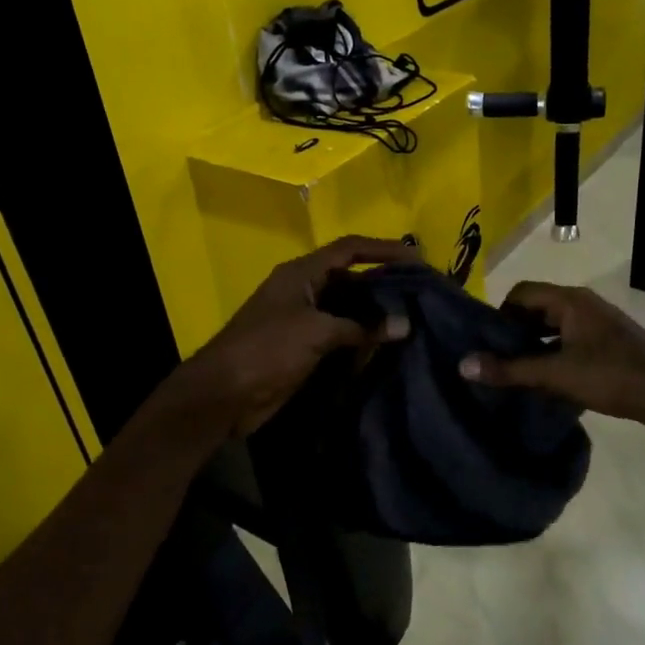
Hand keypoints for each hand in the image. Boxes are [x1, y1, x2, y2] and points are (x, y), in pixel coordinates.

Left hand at [166, 236, 418, 438]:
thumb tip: (403, 326)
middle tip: (420, 293)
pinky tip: (387, 346)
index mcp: (301, 273)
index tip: (417, 259)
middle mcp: (304, 290)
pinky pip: (340, 335)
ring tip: (412, 319)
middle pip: (351, 278)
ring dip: (375, 313)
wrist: (224, 395)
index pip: (349, 249)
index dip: (383, 249)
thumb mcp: (315, 331)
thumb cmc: (267, 350)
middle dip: (383, 283)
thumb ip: (360, 327)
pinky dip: (362, 338)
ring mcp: (303, 320)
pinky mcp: (304, 347)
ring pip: (348, 308)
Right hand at [458, 282, 644, 443]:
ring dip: (533, 351)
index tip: (485, 345)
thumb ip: (510, 369)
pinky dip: (553, 361)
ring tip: (512, 378)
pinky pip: (569, 347)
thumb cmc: (613, 375)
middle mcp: (582, 307)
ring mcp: (598, 328)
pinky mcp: (608, 350)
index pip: (520, 293)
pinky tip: (544, 387)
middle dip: (513, 335)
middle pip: (536, 311)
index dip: (498, 315)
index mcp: (570, 300)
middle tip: (493, 364)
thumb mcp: (556, 373)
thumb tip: (463, 364)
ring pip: (553, 332)